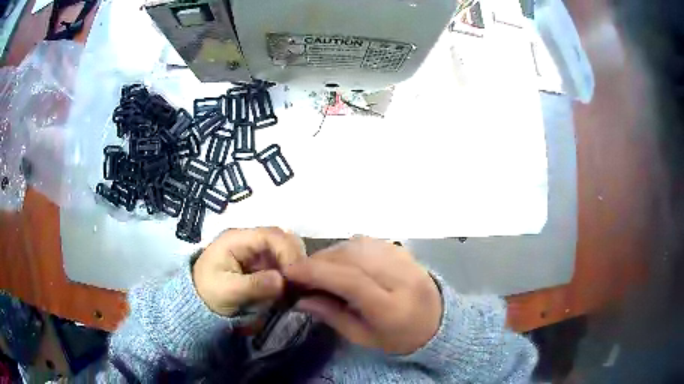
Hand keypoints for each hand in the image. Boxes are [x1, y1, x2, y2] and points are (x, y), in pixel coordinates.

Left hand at [193, 227, 305, 315]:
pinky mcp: (259, 263)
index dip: (287, 251)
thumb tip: (282, 281)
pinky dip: (288, 273)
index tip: (295, 273)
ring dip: (292, 266)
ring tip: (294, 285)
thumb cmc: (208, 293)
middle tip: (298, 280)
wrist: (197, 302)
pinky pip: (280, 263)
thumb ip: (255, 285)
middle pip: (281, 238)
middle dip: (294, 257)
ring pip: (284, 249)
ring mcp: (255, 251)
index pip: (270, 235)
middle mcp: (249, 240)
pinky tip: (288, 287)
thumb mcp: (228, 291)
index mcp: (237, 239)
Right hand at [284, 237, 441, 354]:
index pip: (351, 281)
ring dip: (331, 253)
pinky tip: (339, 260)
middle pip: (352, 258)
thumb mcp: (364, 337)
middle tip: (300, 272)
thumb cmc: (399, 337)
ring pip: (358, 245)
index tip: (290, 272)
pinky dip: (347, 247)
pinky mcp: (403, 250)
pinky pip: (368, 241)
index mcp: (392, 307)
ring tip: (318, 268)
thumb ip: (332, 316)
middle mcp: (400, 277)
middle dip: (318, 261)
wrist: (437, 320)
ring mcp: (404, 260)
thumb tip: (300, 299)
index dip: (316, 272)